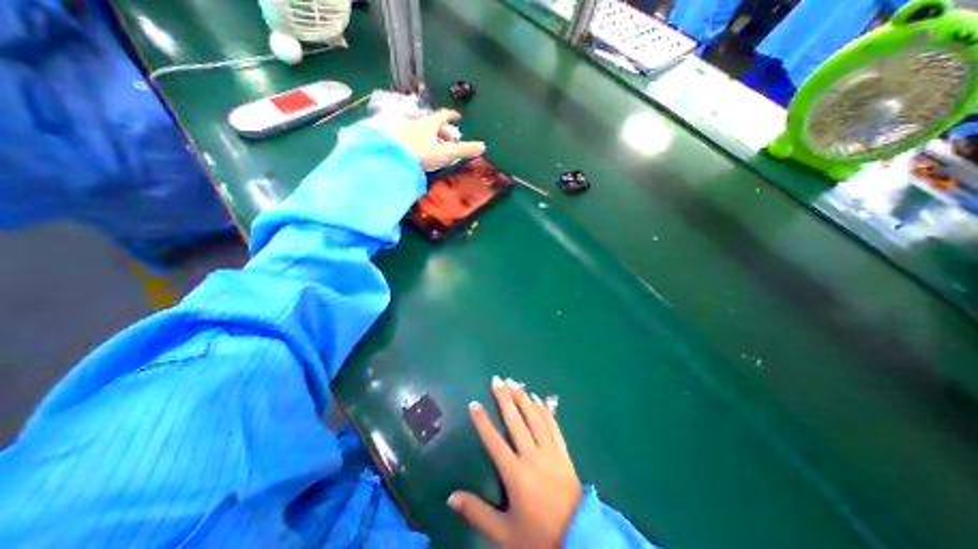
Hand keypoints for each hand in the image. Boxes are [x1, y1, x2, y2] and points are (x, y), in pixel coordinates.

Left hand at [389, 110, 481, 170]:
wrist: (393, 159)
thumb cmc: (421, 154)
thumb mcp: (445, 152)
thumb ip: (464, 150)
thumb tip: (483, 146)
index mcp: (429, 124)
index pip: (443, 115)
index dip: (451, 115)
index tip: (458, 117)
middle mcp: (416, 123)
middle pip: (431, 122)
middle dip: (441, 129)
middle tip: (449, 139)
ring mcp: (403, 130)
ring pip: (419, 129)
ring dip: (428, 135)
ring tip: (433, 145)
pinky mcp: (394, 139)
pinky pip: (408, 137)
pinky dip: (416, 141)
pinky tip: (416, 149)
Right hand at [447, 377, 578, 547]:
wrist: (579, 539)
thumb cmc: (538, 537)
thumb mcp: (504, 533)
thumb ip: (477, 513)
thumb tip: (451, 497)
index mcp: (516, 474)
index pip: (494, 441)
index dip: (482, 421)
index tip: (474, 404)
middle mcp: (532, 456)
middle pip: (516, 421)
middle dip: (504, 398)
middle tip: (496, 379)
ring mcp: (550, 451)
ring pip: (534, 418)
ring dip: (523, 398)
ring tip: (514, 382)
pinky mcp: (563, 452)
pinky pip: (553, 426)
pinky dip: (545, 410)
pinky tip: (538, 398)